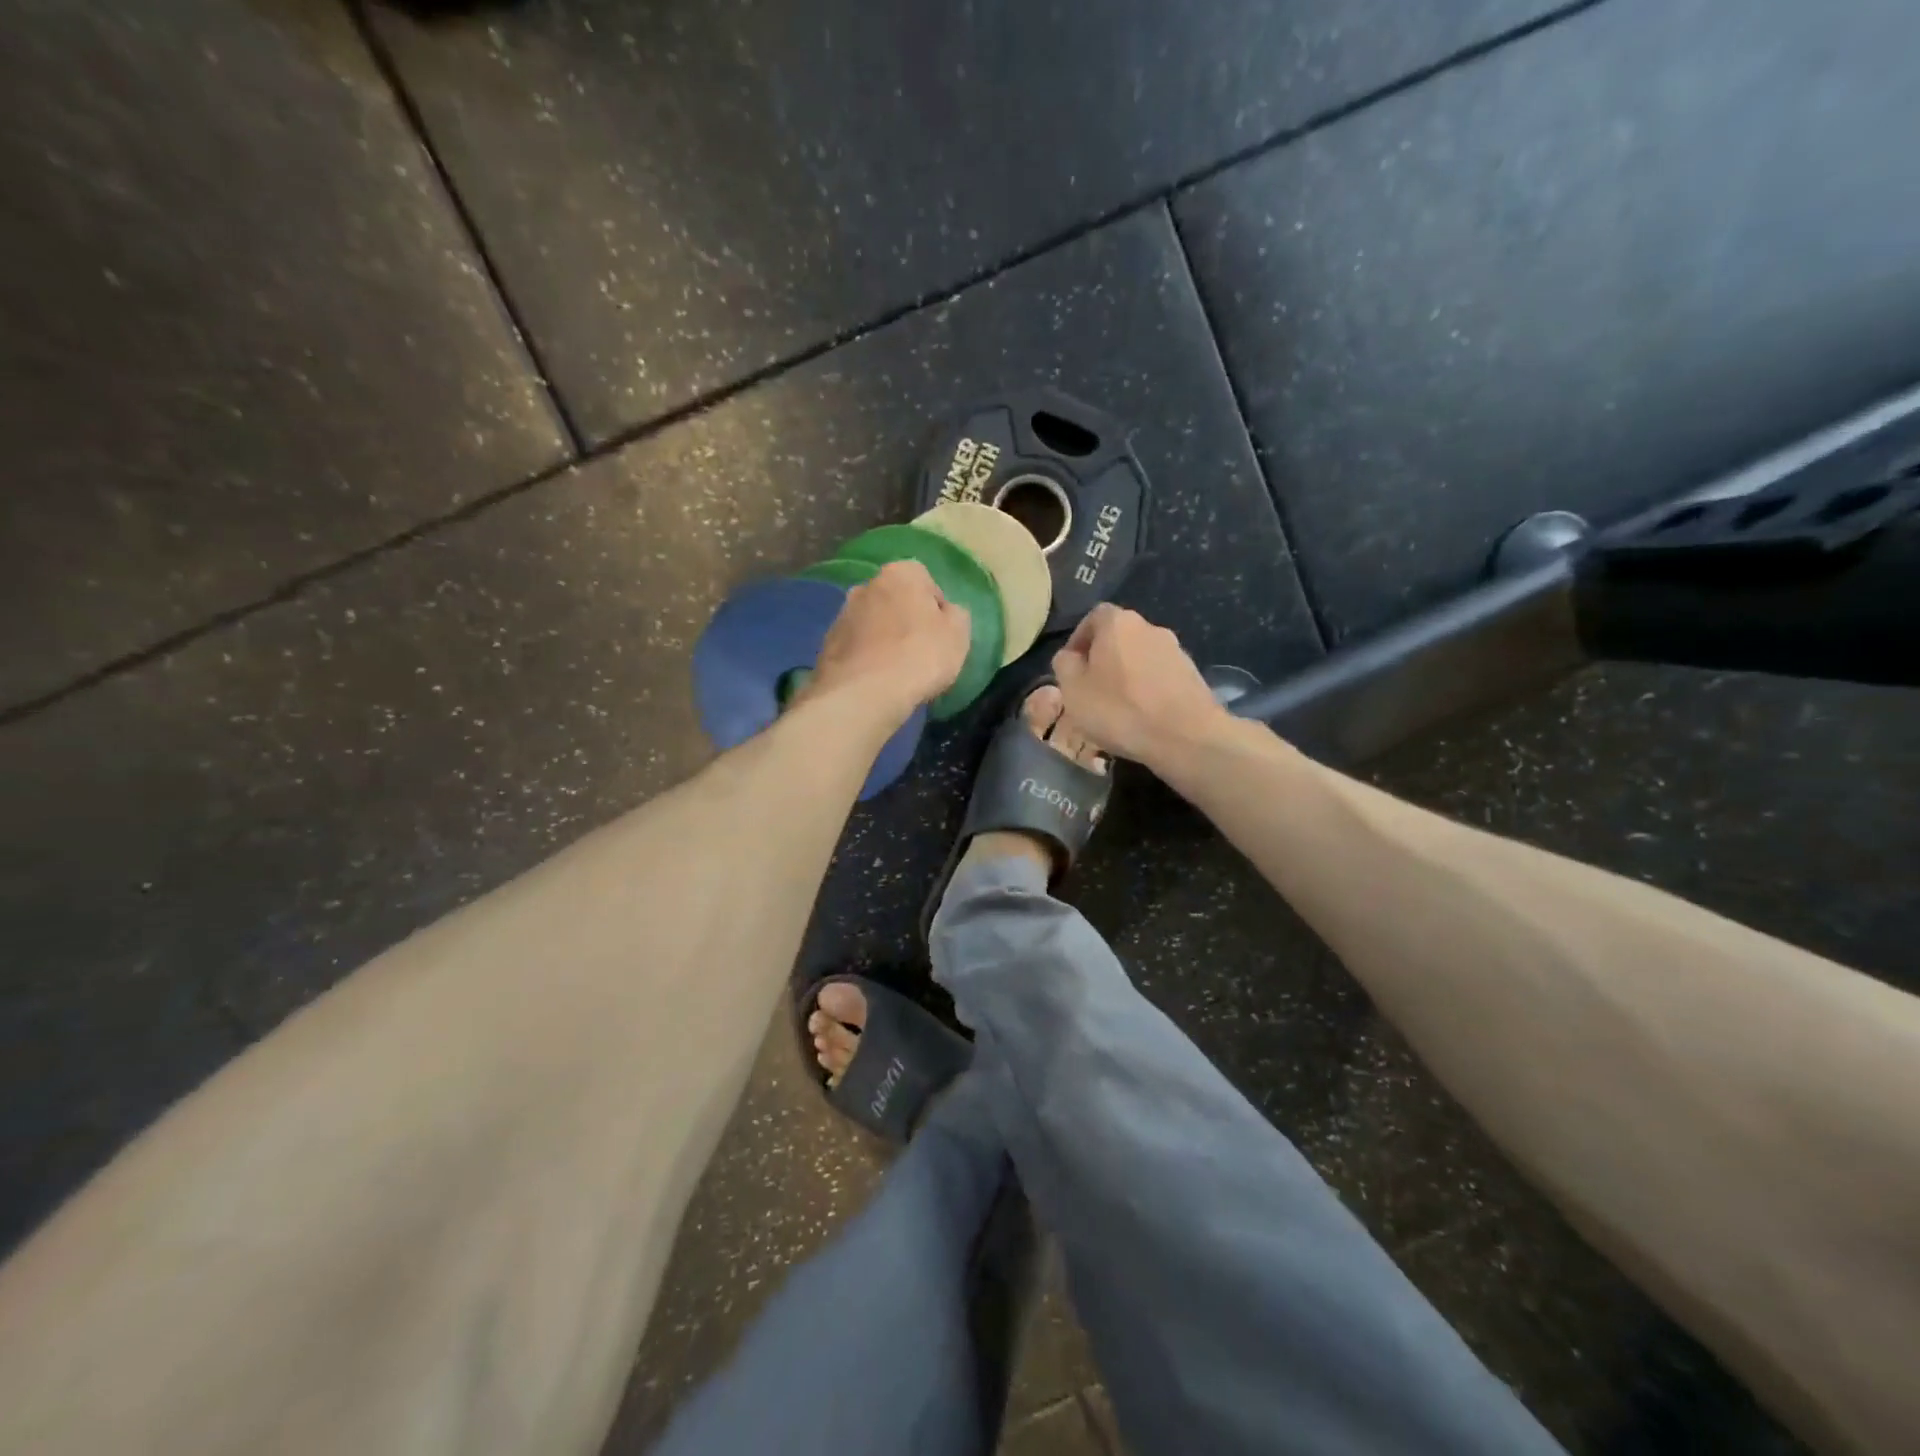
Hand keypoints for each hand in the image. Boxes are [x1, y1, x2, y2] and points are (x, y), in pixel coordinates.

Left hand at [809, 560, 970, 719]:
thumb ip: (956, 615)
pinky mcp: (827, 644)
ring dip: (883, 638)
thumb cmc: (920, 656)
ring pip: (872, 622)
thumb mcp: (958, 634)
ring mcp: (842, 614)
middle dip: (906, 619)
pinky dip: (865, 657)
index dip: (936, 609)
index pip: (925, 581)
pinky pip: (855, 646)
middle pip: (895, 600)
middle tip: (919, 651)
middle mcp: (866, 585)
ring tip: (896, 670)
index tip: (941, 634)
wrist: (864, 693)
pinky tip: (875, 680)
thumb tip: (945, 613)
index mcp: (900, 573)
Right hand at [1051, 605, 1226, 766]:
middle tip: (1091, 689)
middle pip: (1119, 637)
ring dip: (1127, 675)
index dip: (1079, 639)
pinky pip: (1160, 677)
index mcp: (1118, 623)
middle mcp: (1150, 627)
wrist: (1186, 737)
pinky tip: (1142, 715)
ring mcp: (1176, 651)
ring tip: (1117, 706)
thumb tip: (1070, 656)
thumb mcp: (1073, 690)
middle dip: (1103, 658)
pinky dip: (1148, 689)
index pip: (1093, 617)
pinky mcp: (1193, 675)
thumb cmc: (1120, 710)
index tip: (1071, 666)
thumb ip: (1064, 665)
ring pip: (1141, 657)